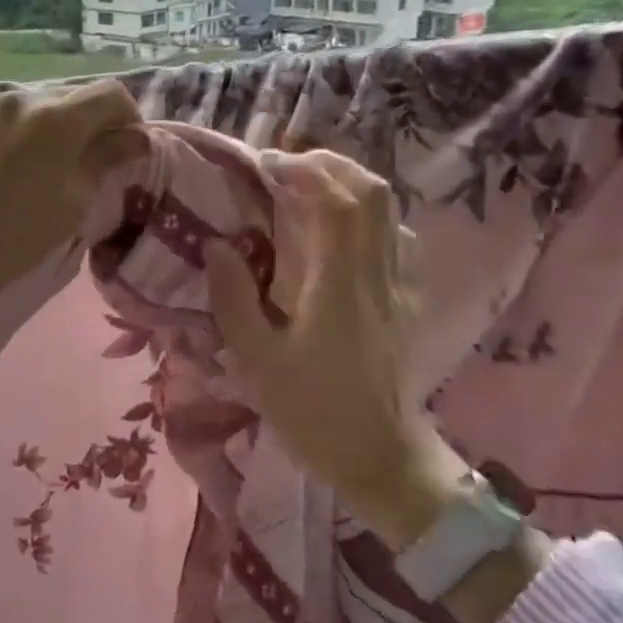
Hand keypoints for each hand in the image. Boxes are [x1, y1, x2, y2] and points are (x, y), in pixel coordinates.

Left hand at [0, 80, 146, 441]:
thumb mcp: (73, 203)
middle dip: (83, 124)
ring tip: (31, 164)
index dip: (127, 118)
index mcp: (56, 117)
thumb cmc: (15, 237)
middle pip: (68, 98)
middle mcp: (18, 96)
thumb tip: (135, 138)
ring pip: (28, 104)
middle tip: (80, 162)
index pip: (110, 95)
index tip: (124, 147)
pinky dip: (6, 129)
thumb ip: (106, 159)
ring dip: (42, 126)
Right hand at [205, 150, 467, 551]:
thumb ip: (233, 296)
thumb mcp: (257, 359)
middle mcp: (377, 273)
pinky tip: (338, 231)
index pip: (337, 200)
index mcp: (340, 284)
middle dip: (328, 165)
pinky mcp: (406, 300)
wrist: (380, 457)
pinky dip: (366, 216)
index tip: (264, 165)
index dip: (303, 169)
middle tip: (284, 169)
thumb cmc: (312, 411)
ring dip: (348, 185)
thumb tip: (216, 243)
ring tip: (307, 190)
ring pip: (387, 211)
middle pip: (371, 191)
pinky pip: (394, 237)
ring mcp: (398, 285)